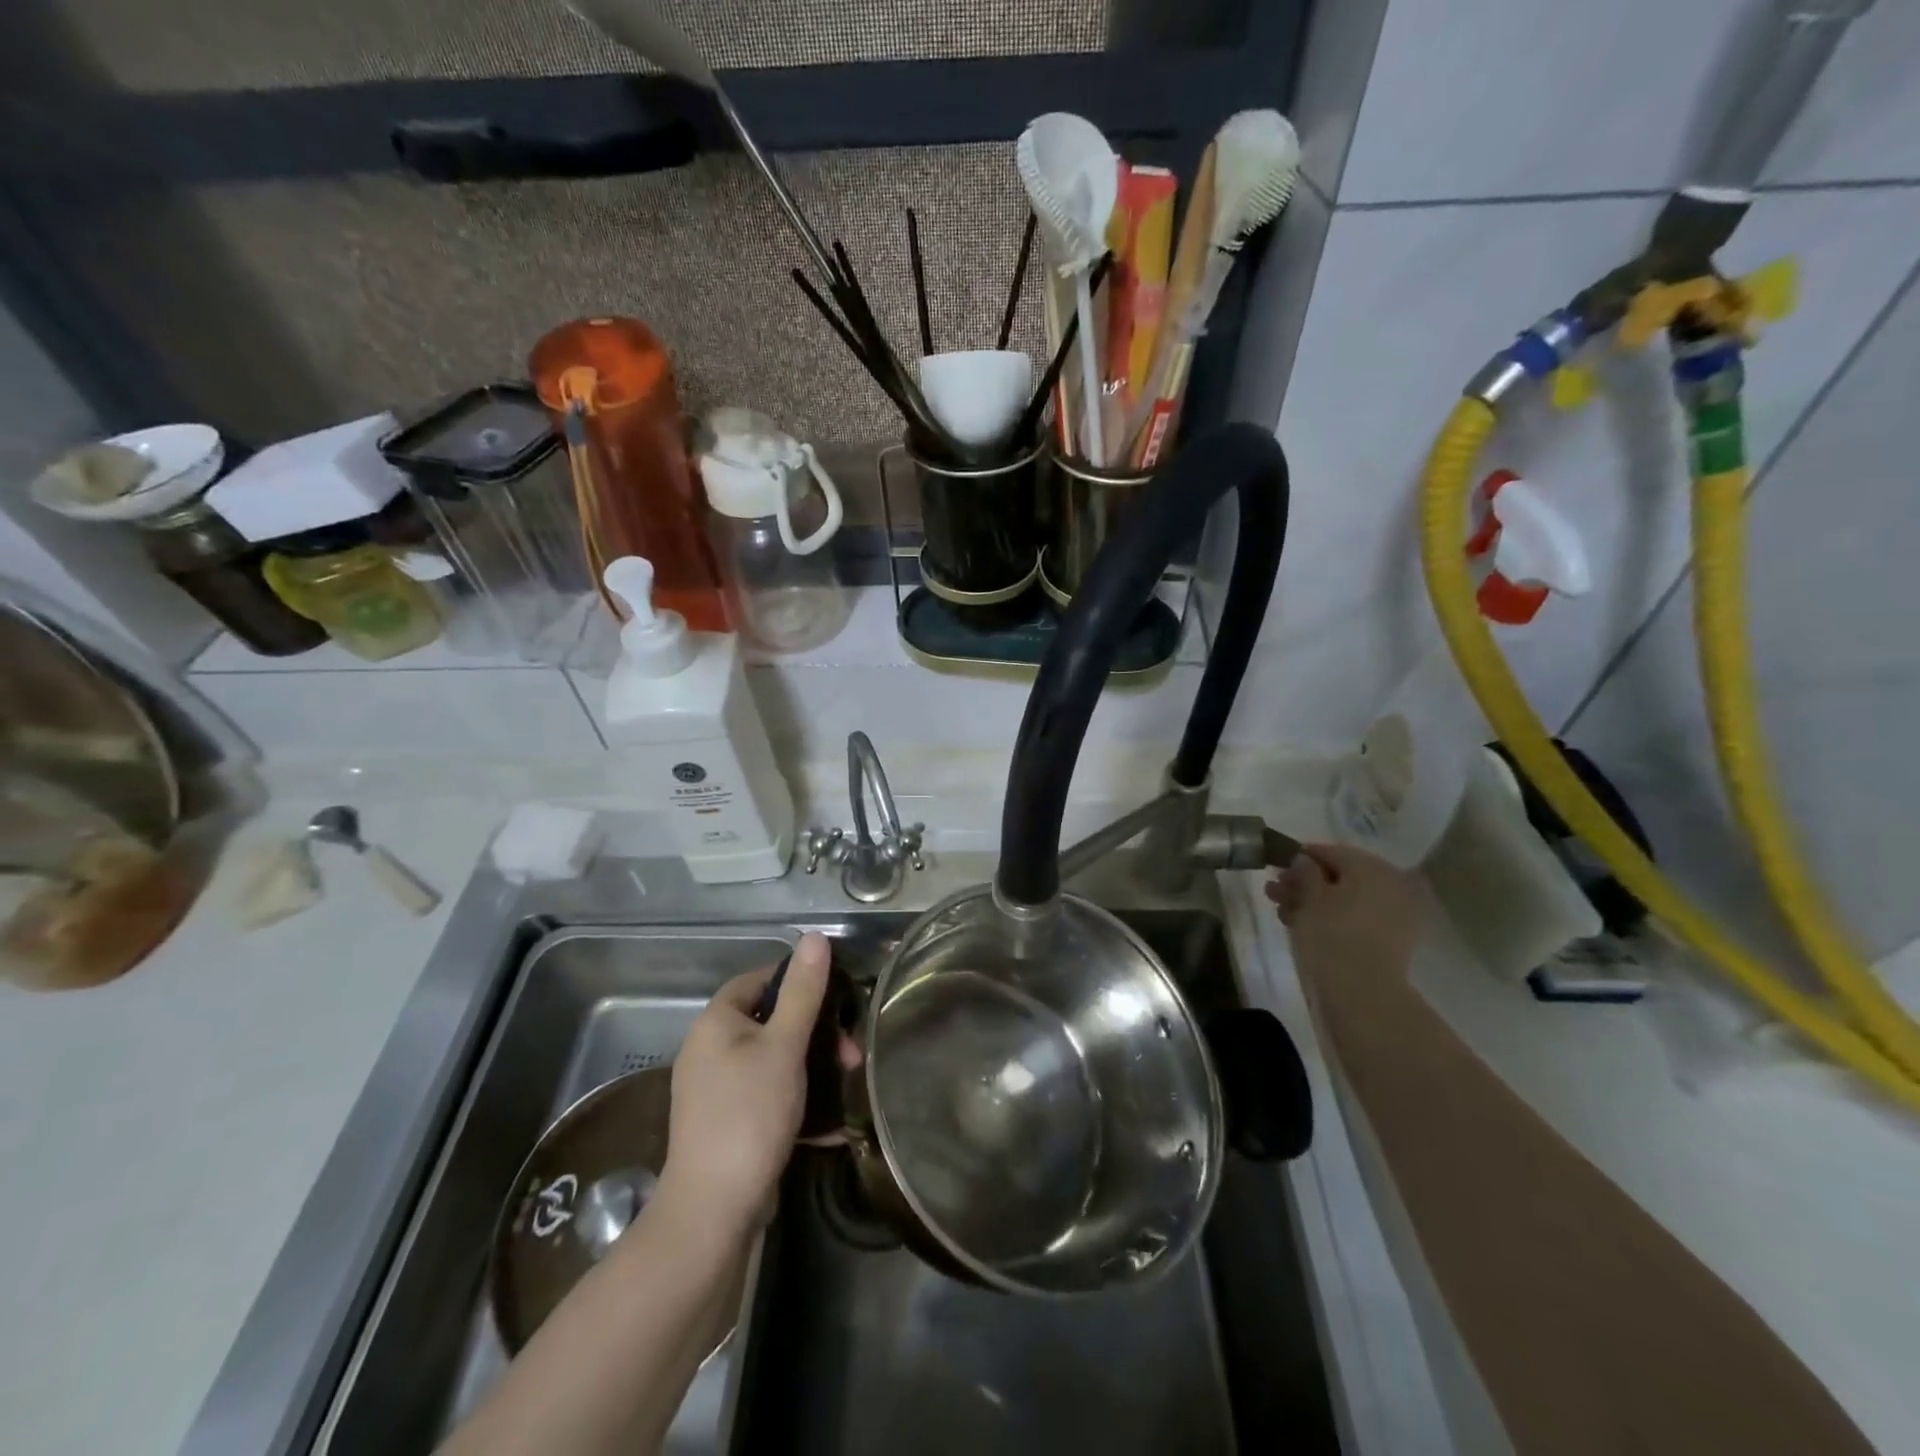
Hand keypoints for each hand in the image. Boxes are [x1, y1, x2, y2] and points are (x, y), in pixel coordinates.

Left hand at [657, 931, 833, 1236]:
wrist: (714, 1211)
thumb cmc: (750, 1114)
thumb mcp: (784, 1046)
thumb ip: (803, 991)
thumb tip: (814, 936)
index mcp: (716, 1023)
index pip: (758, 980)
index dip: (796, 981)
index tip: (836, 997)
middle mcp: (709, 1050)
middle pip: (769, 1022)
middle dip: (815, 1033)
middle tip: (850, 1052)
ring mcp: (716, 1091)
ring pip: (773, 1060)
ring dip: (812, 1067)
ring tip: (847, 1082)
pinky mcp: (727, 1124)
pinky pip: (768, 1096)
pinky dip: (798, 1100)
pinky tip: (831, 1123)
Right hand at [1265, 843, 1422, 987]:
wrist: (1364, 991)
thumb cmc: (1333, 934)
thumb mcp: (1310, 897)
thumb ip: (1305, 872)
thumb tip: (1303, 859)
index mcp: (1372, 867)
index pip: (1331, 852)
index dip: (1300, 857)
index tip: (1276, 867)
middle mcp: (1390, 884)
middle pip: (1339, 876)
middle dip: (1304, 883)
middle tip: (1274, 893)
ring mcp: (1395, 913)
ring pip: (1346, 898)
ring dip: (1313, 902)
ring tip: (1283, 913)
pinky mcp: (1392, 938)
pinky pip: (1358, 917)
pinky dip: (1333, 918)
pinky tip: (1305, 926)